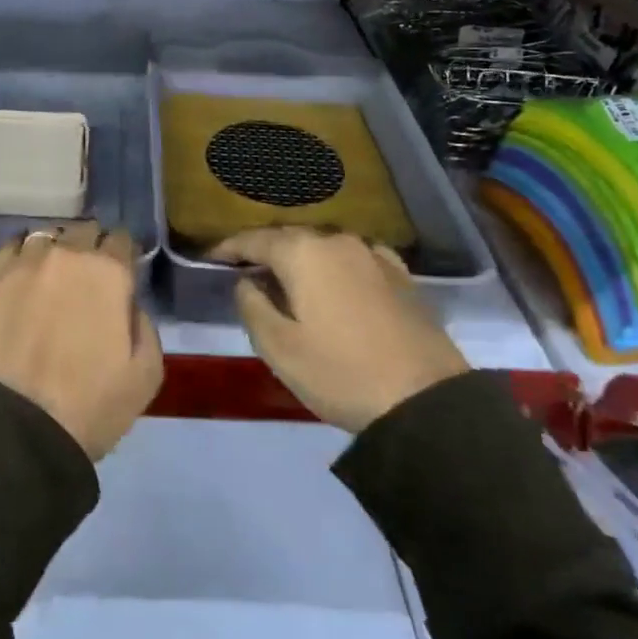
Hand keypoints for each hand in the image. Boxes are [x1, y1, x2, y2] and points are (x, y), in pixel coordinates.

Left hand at [0, 221, 163, 461]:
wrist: (19, 429)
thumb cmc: (91, 405)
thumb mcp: (147, 373)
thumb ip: (144, 324)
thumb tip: (127, 303)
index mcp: (108, 272)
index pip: (121, 239)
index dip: (123, 254)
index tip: (121, 273)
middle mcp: (66, 254)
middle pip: (83, 231)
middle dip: (90, 248)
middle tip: (87, 278)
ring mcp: (23, 263)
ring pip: (45, 236)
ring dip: (54, 250)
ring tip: (51, 276)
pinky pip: (9, 249)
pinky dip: (19, 256)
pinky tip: (21, 277)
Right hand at [212, 227, 468, 432]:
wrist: (426, 402)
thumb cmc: (341, 373)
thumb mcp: (278, 347)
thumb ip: (251, 305)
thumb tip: (247, 281)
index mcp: (302, 253)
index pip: (254, 240)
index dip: (229, 248)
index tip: (211, 258)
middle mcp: (336, 241)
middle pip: (290, 237)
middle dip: (264, 249)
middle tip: (244, 268)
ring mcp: (373, 255)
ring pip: (323, 246)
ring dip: (301, 257)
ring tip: (287, 276)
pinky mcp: (401, 275)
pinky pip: (355, 258)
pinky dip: (335, 265)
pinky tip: (335, 279)